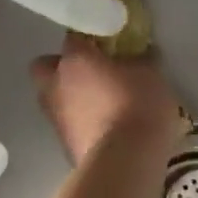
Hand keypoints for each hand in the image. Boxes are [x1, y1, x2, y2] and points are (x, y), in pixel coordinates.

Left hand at [29, 34, 185, 164]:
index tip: (109, 45)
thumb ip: (140, 61)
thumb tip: (139, 55)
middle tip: (92, 73)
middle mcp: (56, 84)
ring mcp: (56, 117)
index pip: (74, 36)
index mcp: (75, 59)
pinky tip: (106, 128)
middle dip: (63, 68)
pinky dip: (82, 123)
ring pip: (55, 98)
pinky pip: (69, 125)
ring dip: (72, 98)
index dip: (90, 39)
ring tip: (103, 105)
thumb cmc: (138, 105)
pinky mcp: (63, 146)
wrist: (125, 161)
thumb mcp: (151, 74)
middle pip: (46, 67)